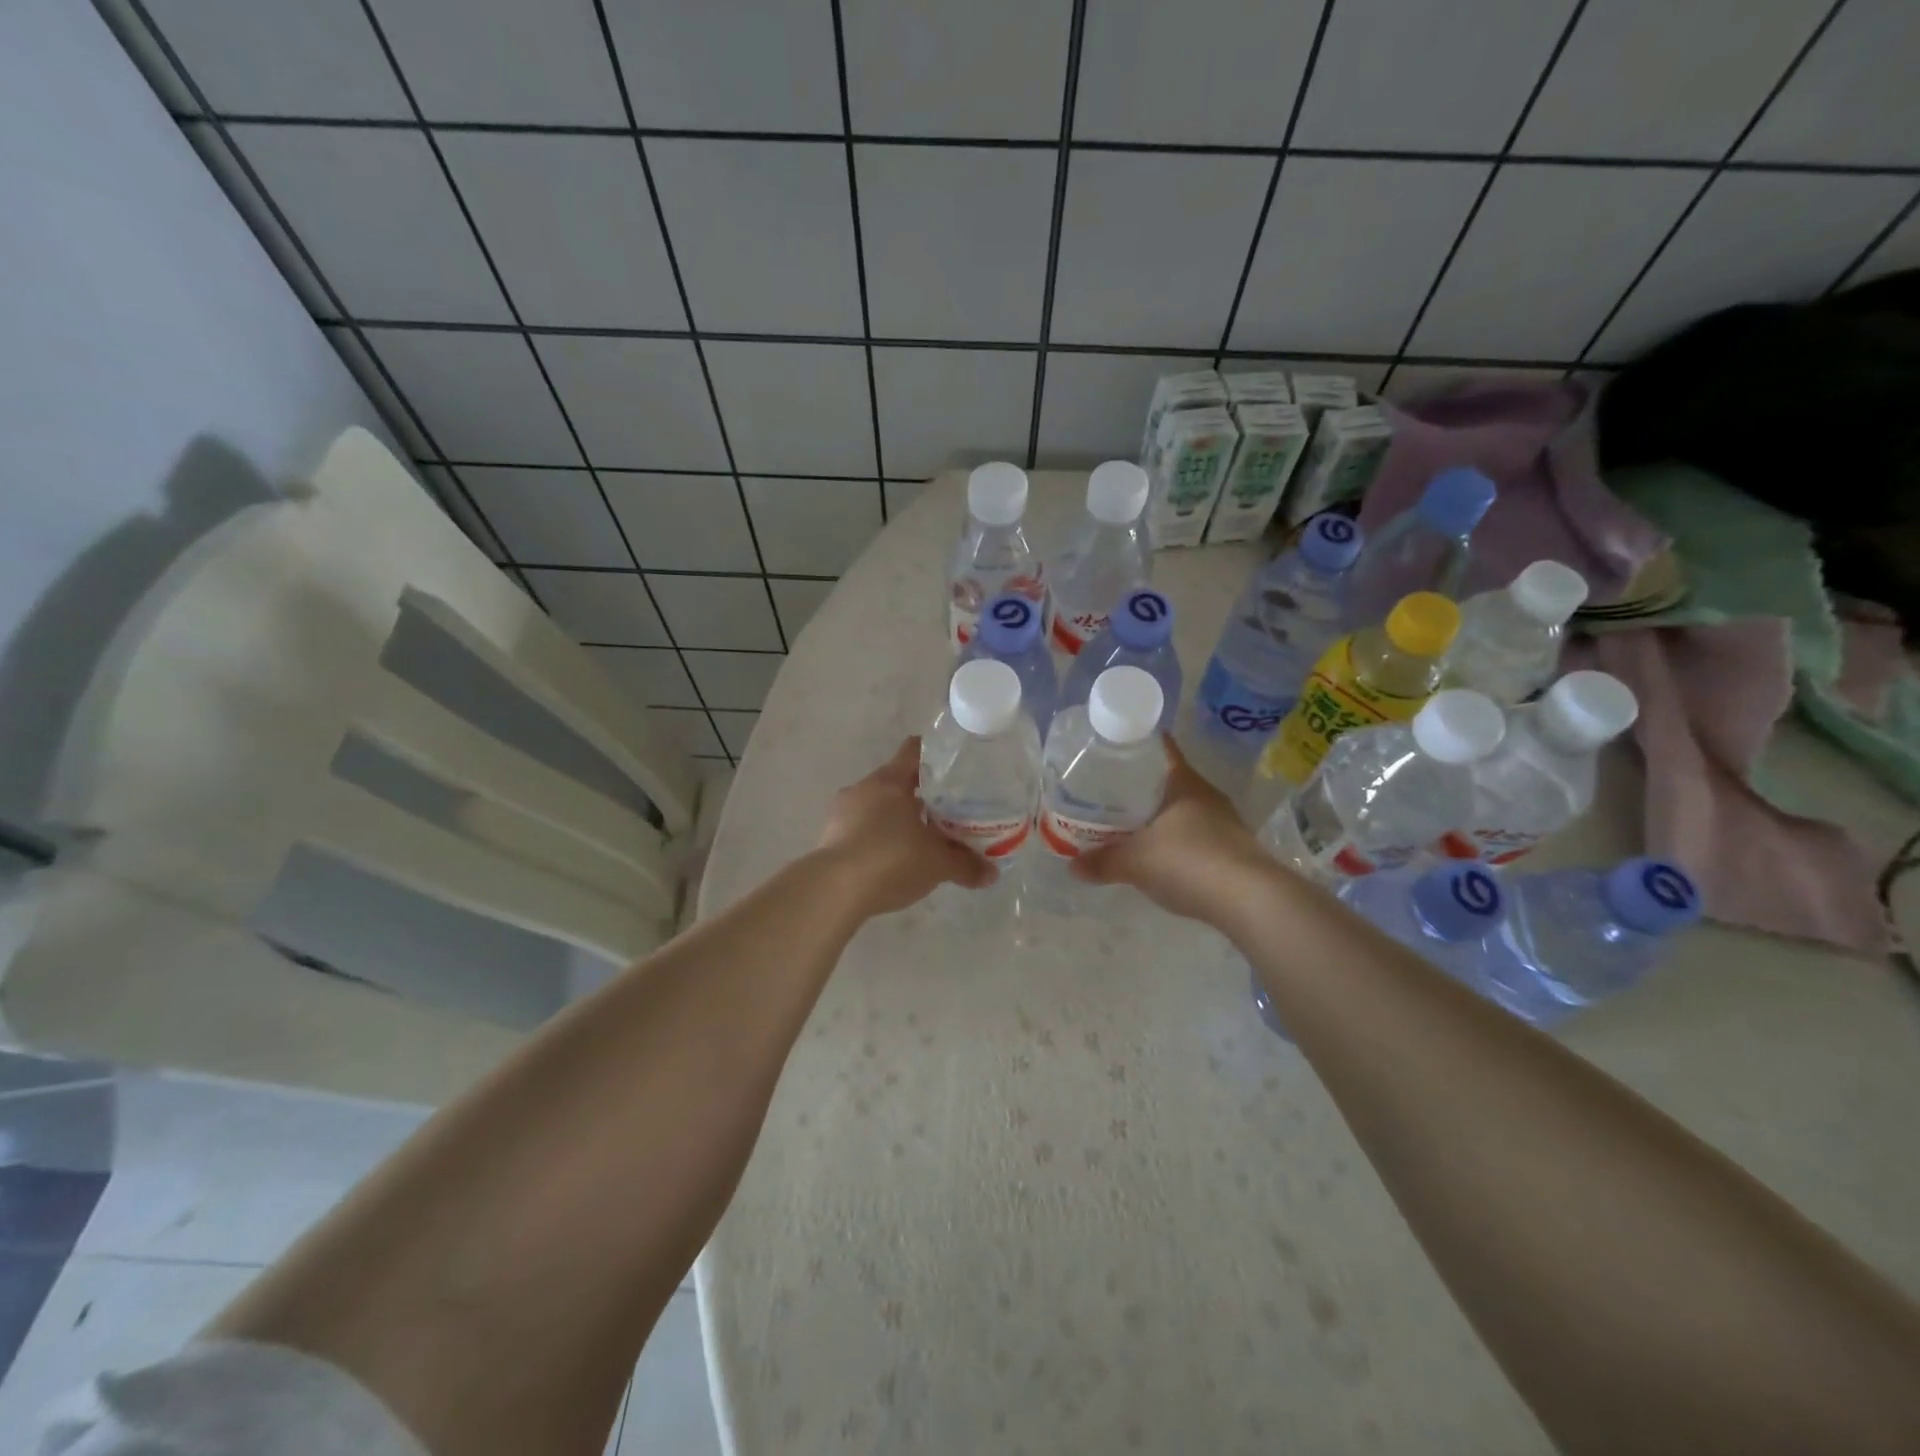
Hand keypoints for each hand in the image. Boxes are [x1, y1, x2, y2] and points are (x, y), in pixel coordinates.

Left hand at [815, 738, 995, 917]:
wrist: (834, 891)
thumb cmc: (891, 859)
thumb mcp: (937, 864)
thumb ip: (966, 865)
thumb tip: (993, 874)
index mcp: (890, 781)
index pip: (914, 751)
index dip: (934, 754)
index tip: (953, 765)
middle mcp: (863, 789)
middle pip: (896, 781)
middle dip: (920, 795)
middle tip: (946, 810)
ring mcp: (841, 813)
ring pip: (876, 807)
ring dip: (896, 819)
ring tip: (920, 840)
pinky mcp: (829, 839)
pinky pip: (860, 830)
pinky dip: (878, 839)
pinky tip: (892, 861)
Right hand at [1072, 739, 1271, 923]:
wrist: (1251, 900)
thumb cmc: (1189, 861)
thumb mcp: (1136, 862)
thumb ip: (1102, 861)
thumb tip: (1071, 866)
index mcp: (1184, 782)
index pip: (1160, 748)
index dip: (1137, 744)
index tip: (1111, 748)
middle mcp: (1206, 795)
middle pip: (1168, 781)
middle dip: (1140, 786)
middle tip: (1107, 792)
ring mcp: (1224, 823)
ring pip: (1182, 810)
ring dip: (1158, 816)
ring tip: (1127, 825)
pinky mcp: (1233, 850)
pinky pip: (1195, 836)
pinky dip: (1175, 841)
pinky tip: (1158, 856)